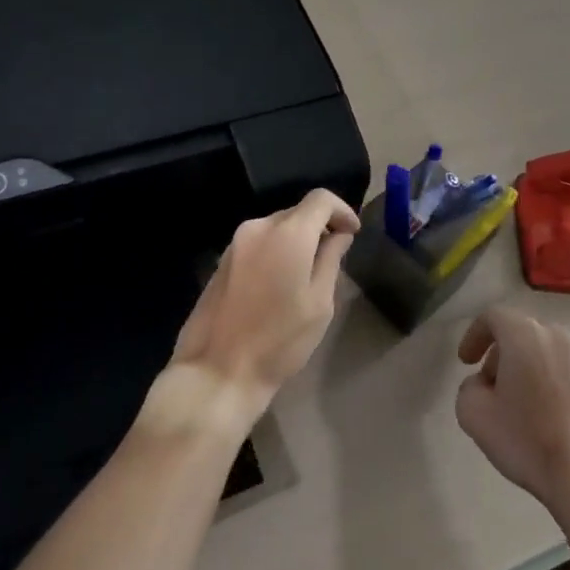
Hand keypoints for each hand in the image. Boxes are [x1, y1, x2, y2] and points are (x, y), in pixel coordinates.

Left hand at [151, 190, 357, 433]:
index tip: (353, 233)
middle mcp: (259, 227)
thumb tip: (339, 234)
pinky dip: (275, 251)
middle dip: (319, 227)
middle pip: (298, 212)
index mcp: (288, 233)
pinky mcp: (222, 260)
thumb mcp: (319, 303)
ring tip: (307, 274)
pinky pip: (258, 243)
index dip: (342, 210)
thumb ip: (331, 259)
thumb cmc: (279, 341)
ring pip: (276, 228)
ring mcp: (236, 242)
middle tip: (334, 256)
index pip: (321, 198)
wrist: (217, 371)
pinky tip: (279, 283)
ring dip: (296, 240)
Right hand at [455, 307, 569, 511]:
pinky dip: (537, 380)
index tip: (465, 362)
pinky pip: (553, 369)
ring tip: (508, 405)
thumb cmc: (526, 438)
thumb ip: (468, 387)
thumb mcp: (474, 413)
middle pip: (515, 333)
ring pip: (535, 351)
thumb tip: (483, 385)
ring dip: (517, 369)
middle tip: (485, 386)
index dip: (473, 335)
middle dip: (496, 355)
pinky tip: (533, 416)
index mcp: (524, 334)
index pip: (492, 317)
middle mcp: (553, 336)